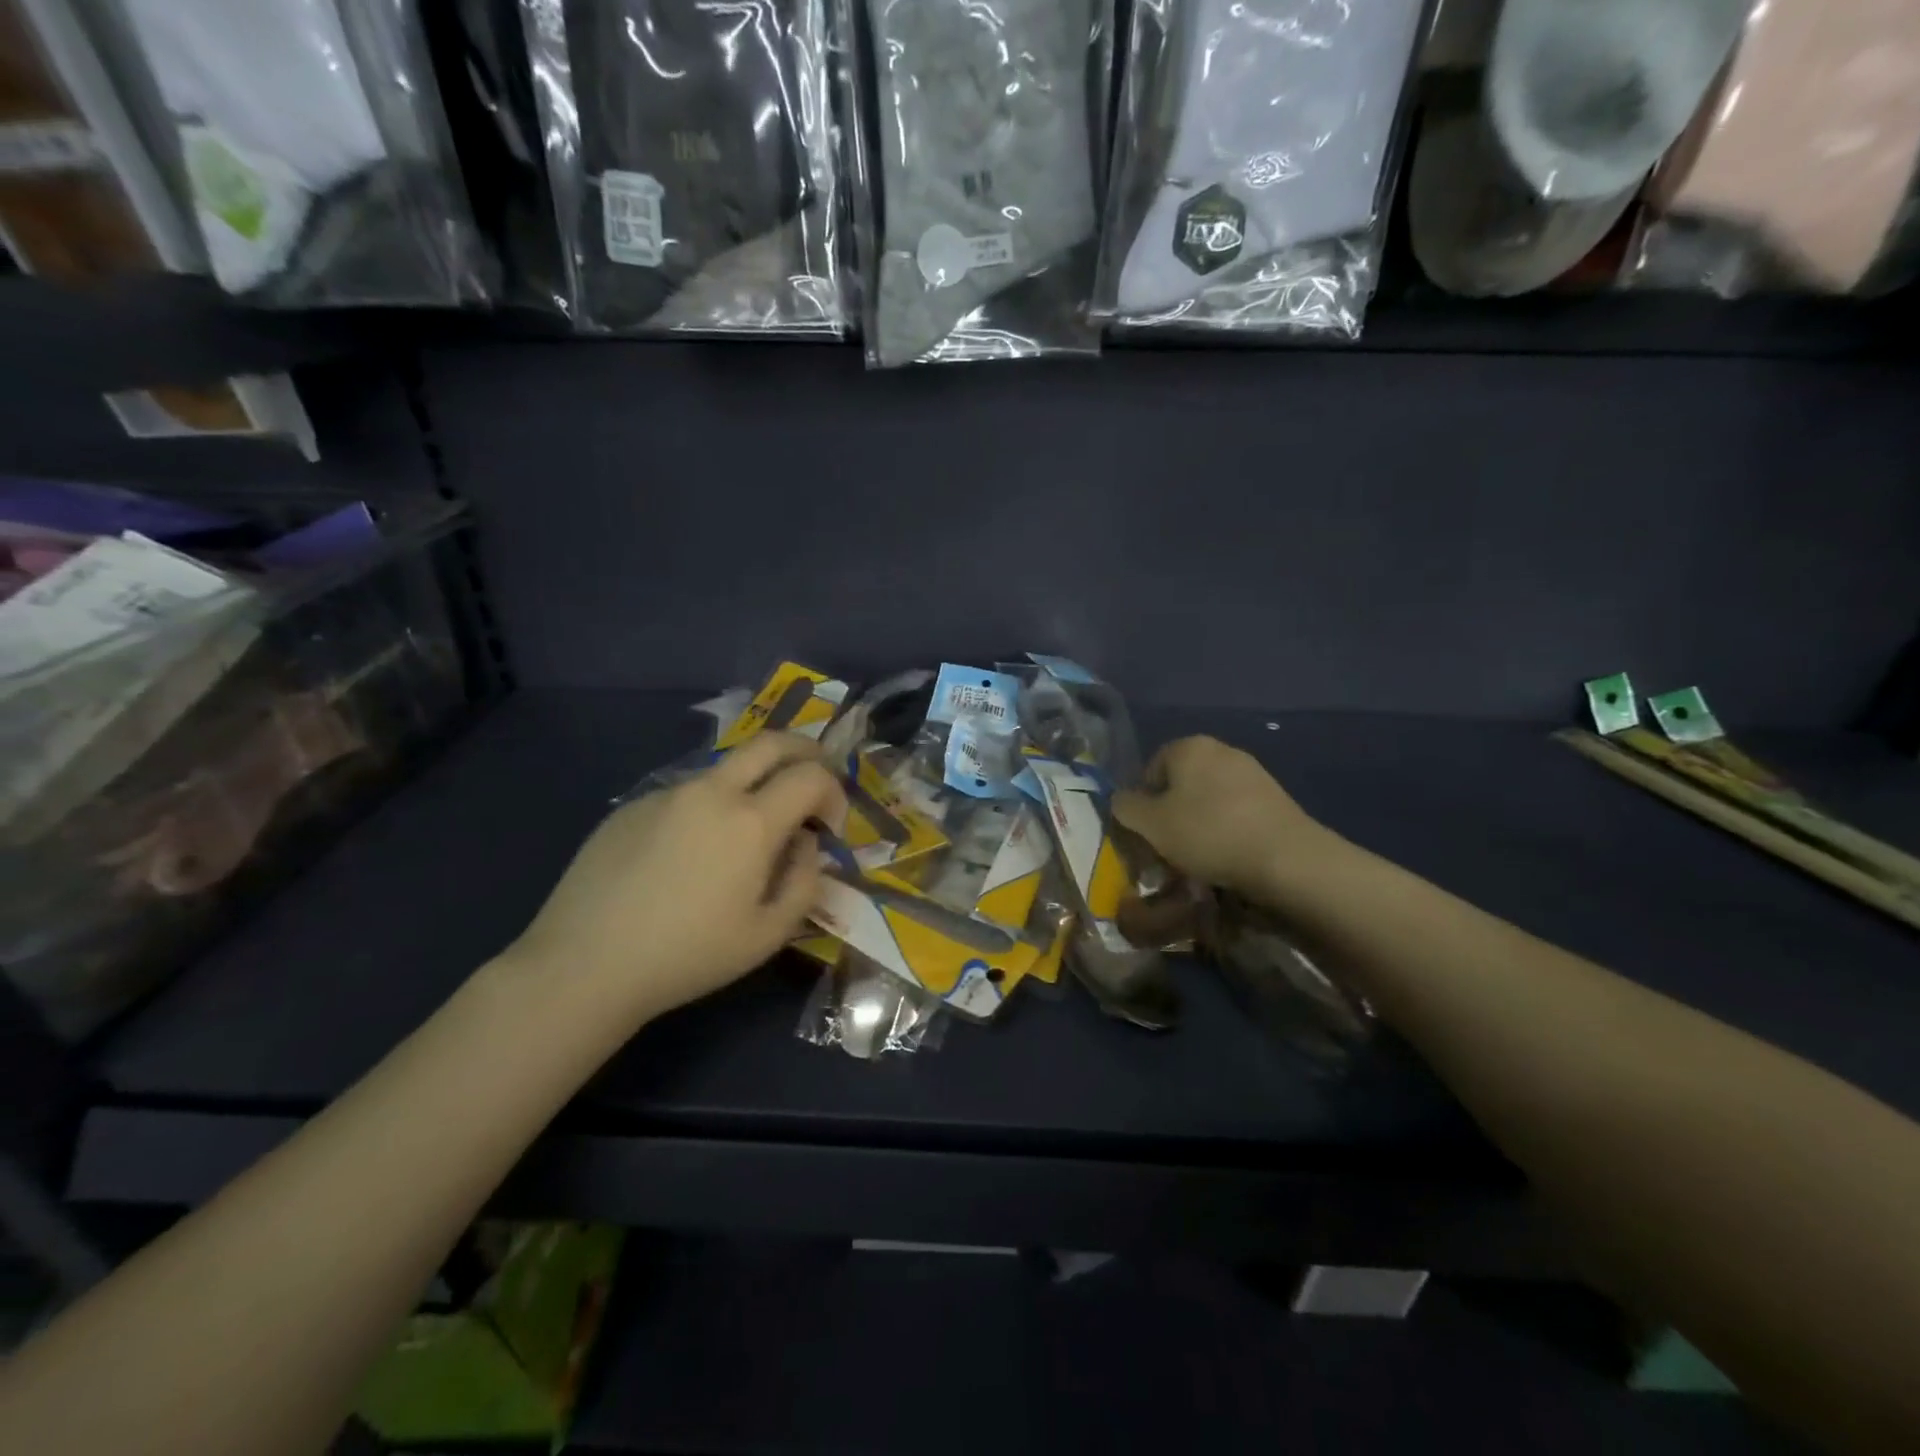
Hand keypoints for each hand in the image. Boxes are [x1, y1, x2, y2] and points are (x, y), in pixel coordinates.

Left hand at [507, 734, 847, 1024]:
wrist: (584, 964)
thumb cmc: (688, 956)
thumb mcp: (768, 934)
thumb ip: (804, 881)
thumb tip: (806, 844)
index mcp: (751, 821)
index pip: (812, 776)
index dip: (834, 794)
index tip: (829, 828)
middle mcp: (712, 792)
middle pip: (771, 742)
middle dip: (805, 752)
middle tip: (813, 780)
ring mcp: (668, 794)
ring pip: (727, 768)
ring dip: (755, 784)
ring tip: (747, 834)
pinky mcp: (633, 806)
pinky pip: (687, 794)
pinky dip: (710, 808)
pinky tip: (689, 856)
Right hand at [1113, 736, 1332, 897]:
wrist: (1286, 858)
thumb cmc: (1207, 833)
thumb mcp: (1150, 824)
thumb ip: (1125, 807)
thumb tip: (1121, 800)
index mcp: (1188, 746)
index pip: (1150, 768)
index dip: (1142, 802)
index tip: (1147, 833)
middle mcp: (1221, 750)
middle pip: (1180, 784)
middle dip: (1171, 815)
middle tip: (1168, 849)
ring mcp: (1252, 772)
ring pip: (1207, 800)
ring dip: (1197, 826)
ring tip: (1198, 860)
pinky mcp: (1274, 798)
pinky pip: (1235, 812)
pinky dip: (1225, 831)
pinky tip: (1228, 857)